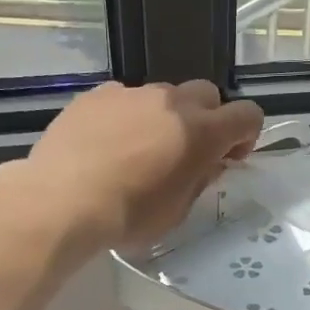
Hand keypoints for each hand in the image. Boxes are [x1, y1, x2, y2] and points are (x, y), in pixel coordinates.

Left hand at [21, 81, 263, 249]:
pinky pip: (124, 98)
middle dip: (207, 119)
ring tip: (139, 149)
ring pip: (163, 95)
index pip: (247, 115)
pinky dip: (126, 116)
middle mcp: (171, 102)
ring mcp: (131, 93)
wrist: (62, 201)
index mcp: (200, 132)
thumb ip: (199, 180)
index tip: (228, 158)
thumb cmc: (128, 216)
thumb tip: (207, 163)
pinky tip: (107, 144)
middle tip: (187, 151)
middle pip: (207, 94)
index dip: (245, 135)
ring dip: (164, 117)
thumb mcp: (176, 211)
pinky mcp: (96, 95)